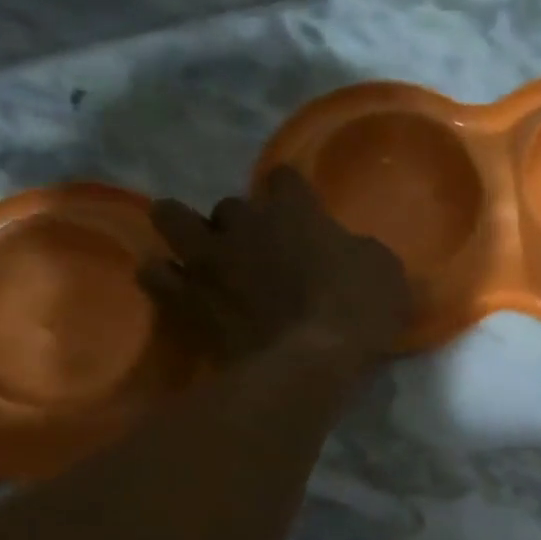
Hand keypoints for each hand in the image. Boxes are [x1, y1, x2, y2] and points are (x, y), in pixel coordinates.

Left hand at [140, 167, 411, 365]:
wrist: (308, 362)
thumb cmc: (356, 311)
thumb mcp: (385, 272)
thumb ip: (361, 252)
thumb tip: (354, 254)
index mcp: (293, 210)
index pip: (283, 177)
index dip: (290, 193)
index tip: (299, 212)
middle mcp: (244, 223)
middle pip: (229, 204)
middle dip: (239, 223)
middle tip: (253, 250)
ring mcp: (209, 259)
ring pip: (172, 218)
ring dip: (183, 229)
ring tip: (196, 251)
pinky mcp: (185, 298)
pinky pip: (155, 274)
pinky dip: (163, 277)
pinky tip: (175, 286)